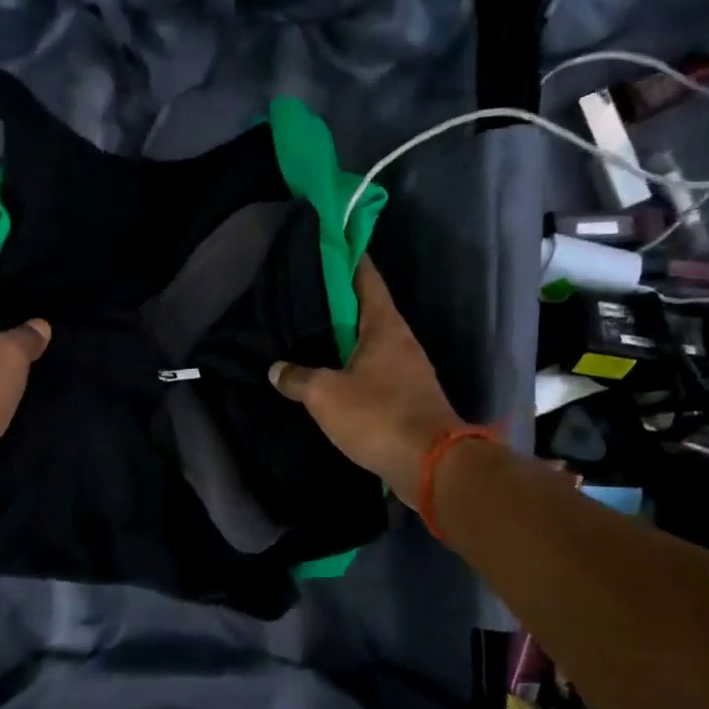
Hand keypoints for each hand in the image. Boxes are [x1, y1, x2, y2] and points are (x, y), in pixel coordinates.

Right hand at [269, 258, 463, 503]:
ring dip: (345, 337)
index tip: (328, 244)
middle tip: (304, 293)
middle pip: (367, 309)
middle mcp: (401, 340)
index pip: (366, 278)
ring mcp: (409, 369)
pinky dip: (353, 366)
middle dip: (338, 301)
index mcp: (385, 326)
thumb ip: (298, 378)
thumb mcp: (326, 395)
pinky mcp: (408, 397)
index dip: (347, 258)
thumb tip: (276, 369)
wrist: (432, 465)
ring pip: (371, 342)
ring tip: (311, 334)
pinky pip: (375, 370)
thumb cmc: (379, 416)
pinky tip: (331, 373)